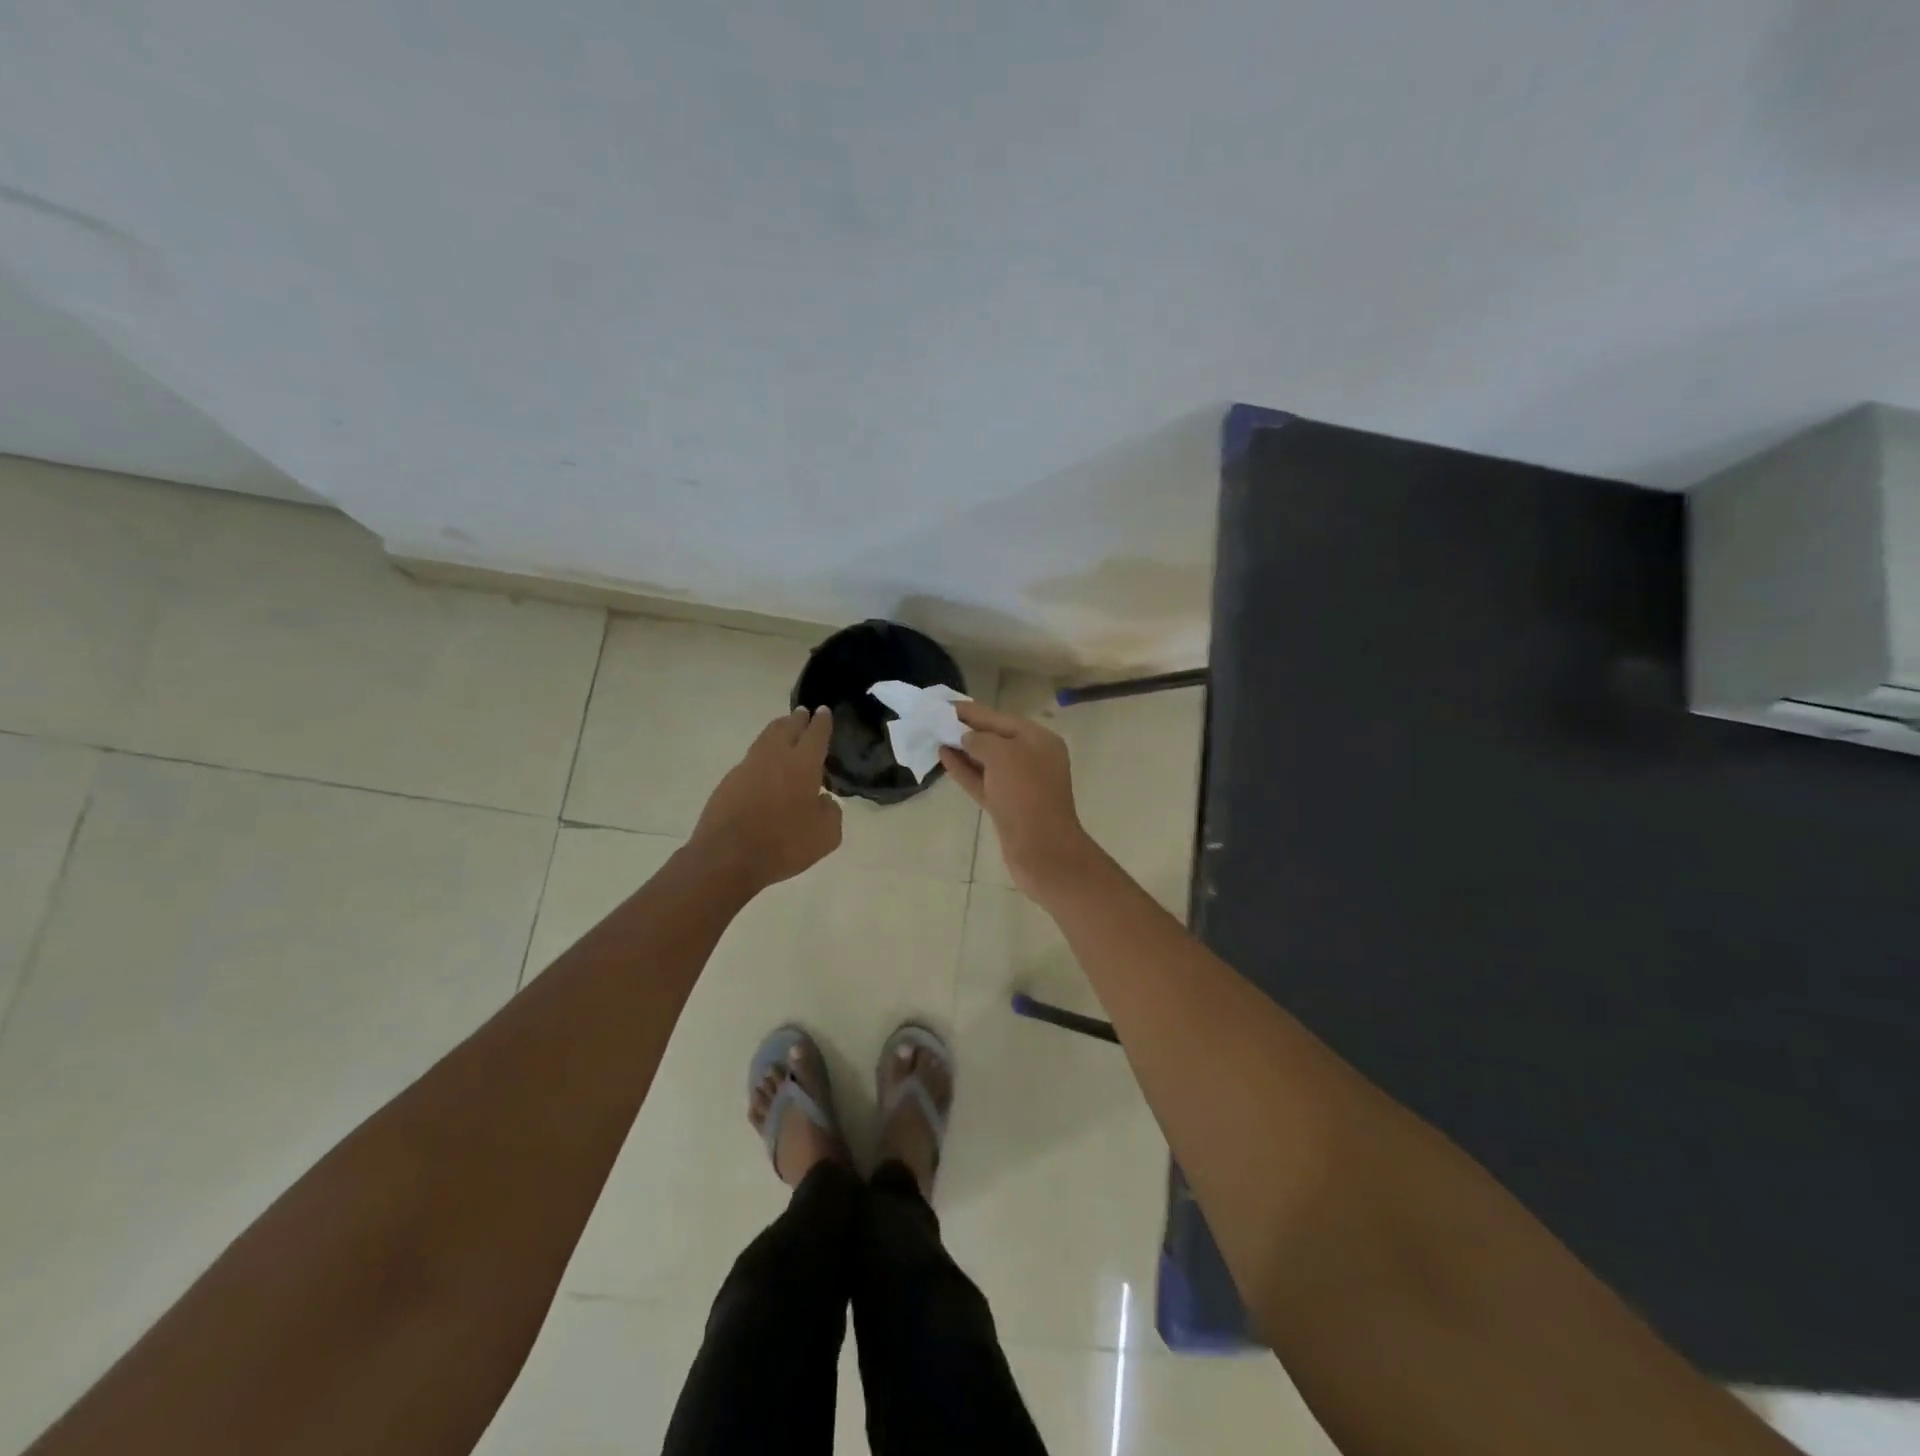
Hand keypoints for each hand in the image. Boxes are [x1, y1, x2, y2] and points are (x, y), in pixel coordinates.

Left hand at [691, 707, 842, 890]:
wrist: (728, 857)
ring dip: (777, 730)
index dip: (822, 722)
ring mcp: (748, 767)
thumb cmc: (784, 844)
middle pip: (787, 728)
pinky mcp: (729, 781)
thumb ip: (831, 812)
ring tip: (783, 728)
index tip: (823, 711)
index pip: (816, 734)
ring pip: (765, 739)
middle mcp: (775, 757)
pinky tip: (764, 766)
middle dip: (797, 719)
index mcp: (803, 764)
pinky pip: (751, 760)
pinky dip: (762, 755)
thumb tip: (823, 800)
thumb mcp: (826, 835)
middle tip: (803, 712)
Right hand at [939, 701, 1099, 900]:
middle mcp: (1032, 758)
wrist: (1041, 850)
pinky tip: (944, 759)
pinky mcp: (1007, 806)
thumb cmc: (1025, 795)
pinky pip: (983, 781)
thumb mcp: (1003, 755)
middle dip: (966, 730)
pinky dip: (965, 770)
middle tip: (935, 721)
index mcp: (1039, 739)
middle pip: (994, 738)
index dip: (971, 711)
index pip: (1000, 718)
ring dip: (962, 750)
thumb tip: (967, 740)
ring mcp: (1020, 784)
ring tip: (935, 738)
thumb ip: (981, 740)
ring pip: (986, 761)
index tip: (944, 705)